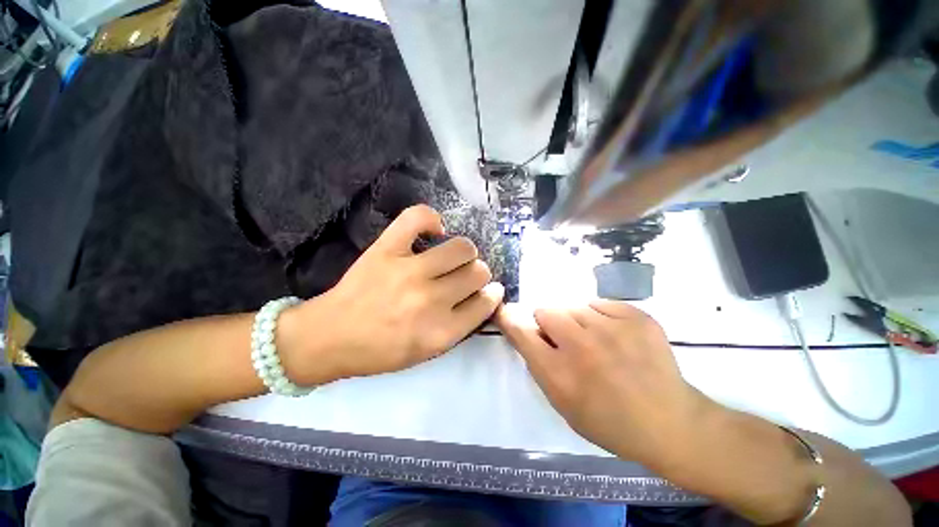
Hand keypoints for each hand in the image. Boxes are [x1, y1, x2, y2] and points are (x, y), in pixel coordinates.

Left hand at [282, 205, 503, 384]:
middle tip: (464, 276)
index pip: (485, 303)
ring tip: (451, 256)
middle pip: (478, 272)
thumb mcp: (428, 352)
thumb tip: (482, 296)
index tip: (489, 290)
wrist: (330, 337)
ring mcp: (409, 271)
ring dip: (464, 251)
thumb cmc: (381, 351)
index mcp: (441, 332)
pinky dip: (431, 219)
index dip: (492, 294)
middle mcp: (431, 300)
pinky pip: (419, 218)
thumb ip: (460, 326)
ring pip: (462, 247)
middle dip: (478, 274)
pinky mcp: (387, 249)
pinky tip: (433, 231)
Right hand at [495, 300, 705, 466]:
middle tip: (566, 340)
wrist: (670, 422)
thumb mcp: (562, 403)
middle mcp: (582, 346)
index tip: (504, 311)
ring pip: (573, 306)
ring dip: (576, 321)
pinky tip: (616, 337)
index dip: (510, 319)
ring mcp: (613, 328)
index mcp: (560, 374)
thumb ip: (539, 364)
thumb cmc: (608, 421)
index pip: (521, 332)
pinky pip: (600, 304)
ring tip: (595, 341)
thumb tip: (527, 331)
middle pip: (546, 310)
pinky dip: (601, 317)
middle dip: (549, 323)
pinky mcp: (637, 317)